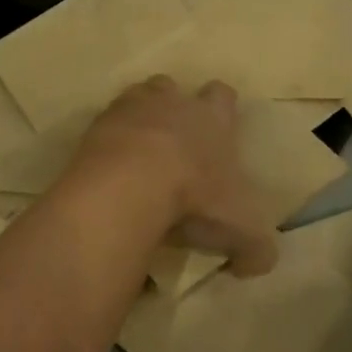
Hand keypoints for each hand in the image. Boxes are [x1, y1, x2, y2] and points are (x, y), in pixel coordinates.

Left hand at [72, 76, 276, 275]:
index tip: (220, 131)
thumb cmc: (195, 198)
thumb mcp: (242, 231)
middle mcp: (172, 103)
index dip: (222, 109)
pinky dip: (106, 144)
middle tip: (174, 143)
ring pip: (134, 98)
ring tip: (137, 153)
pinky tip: (109, 172)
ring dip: (137, 119)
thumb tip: (257, 263)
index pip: (223, 95)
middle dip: (172, 107)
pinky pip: (102, 127)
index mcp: (212, 118)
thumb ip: (257, 248)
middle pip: (171, 87)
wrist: (128, 188)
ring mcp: (129, 110)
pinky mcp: (94, 128)